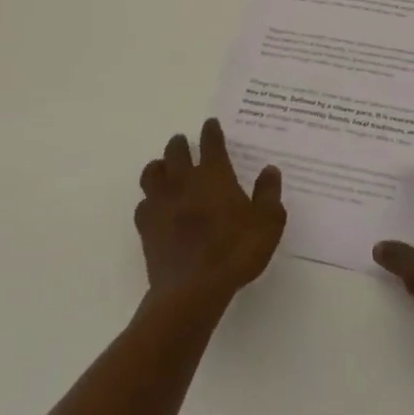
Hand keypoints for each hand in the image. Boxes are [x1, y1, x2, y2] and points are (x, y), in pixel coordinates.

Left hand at [136, 118, 284, 312]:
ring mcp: (161, 202)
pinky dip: (149, 201)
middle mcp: (184, 180)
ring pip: (152, 172)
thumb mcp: (268, 223)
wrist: (192, 289)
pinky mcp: (146, 226)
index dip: (211, 131)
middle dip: (180, 144)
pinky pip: (143, 204)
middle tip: (184, 144)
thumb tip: (270, 170)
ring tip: (165, 170)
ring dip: (159, 167)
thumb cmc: (235, 251)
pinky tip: (156, 208)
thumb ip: (269, 194)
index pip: (211, 142)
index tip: (211, 124)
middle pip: (175, 150)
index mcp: (214, 174)